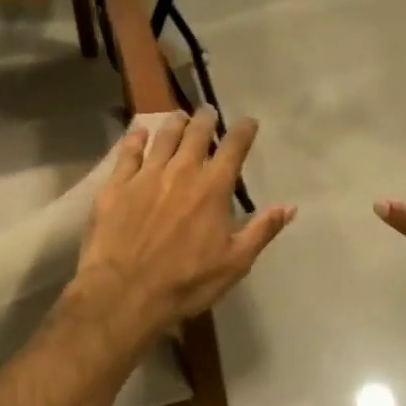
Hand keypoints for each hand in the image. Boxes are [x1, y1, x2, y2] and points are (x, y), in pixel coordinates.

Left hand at [72, 107, 294, 333]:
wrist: (124, 293)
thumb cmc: (186, 282)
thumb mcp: (235, 263)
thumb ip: (262, 230)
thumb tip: (290, 206)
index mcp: (213, 188)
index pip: (233, 148)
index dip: (243, 131)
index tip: (249, 122)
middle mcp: (181, 171)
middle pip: (196, 134)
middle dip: (205, 120)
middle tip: (208, 112)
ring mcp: (145, 176)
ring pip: (163, 138)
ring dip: (174, 124)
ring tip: (179, 117)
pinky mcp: (115, 186)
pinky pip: (127, 153)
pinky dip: (136, 139)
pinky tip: (139, 132)